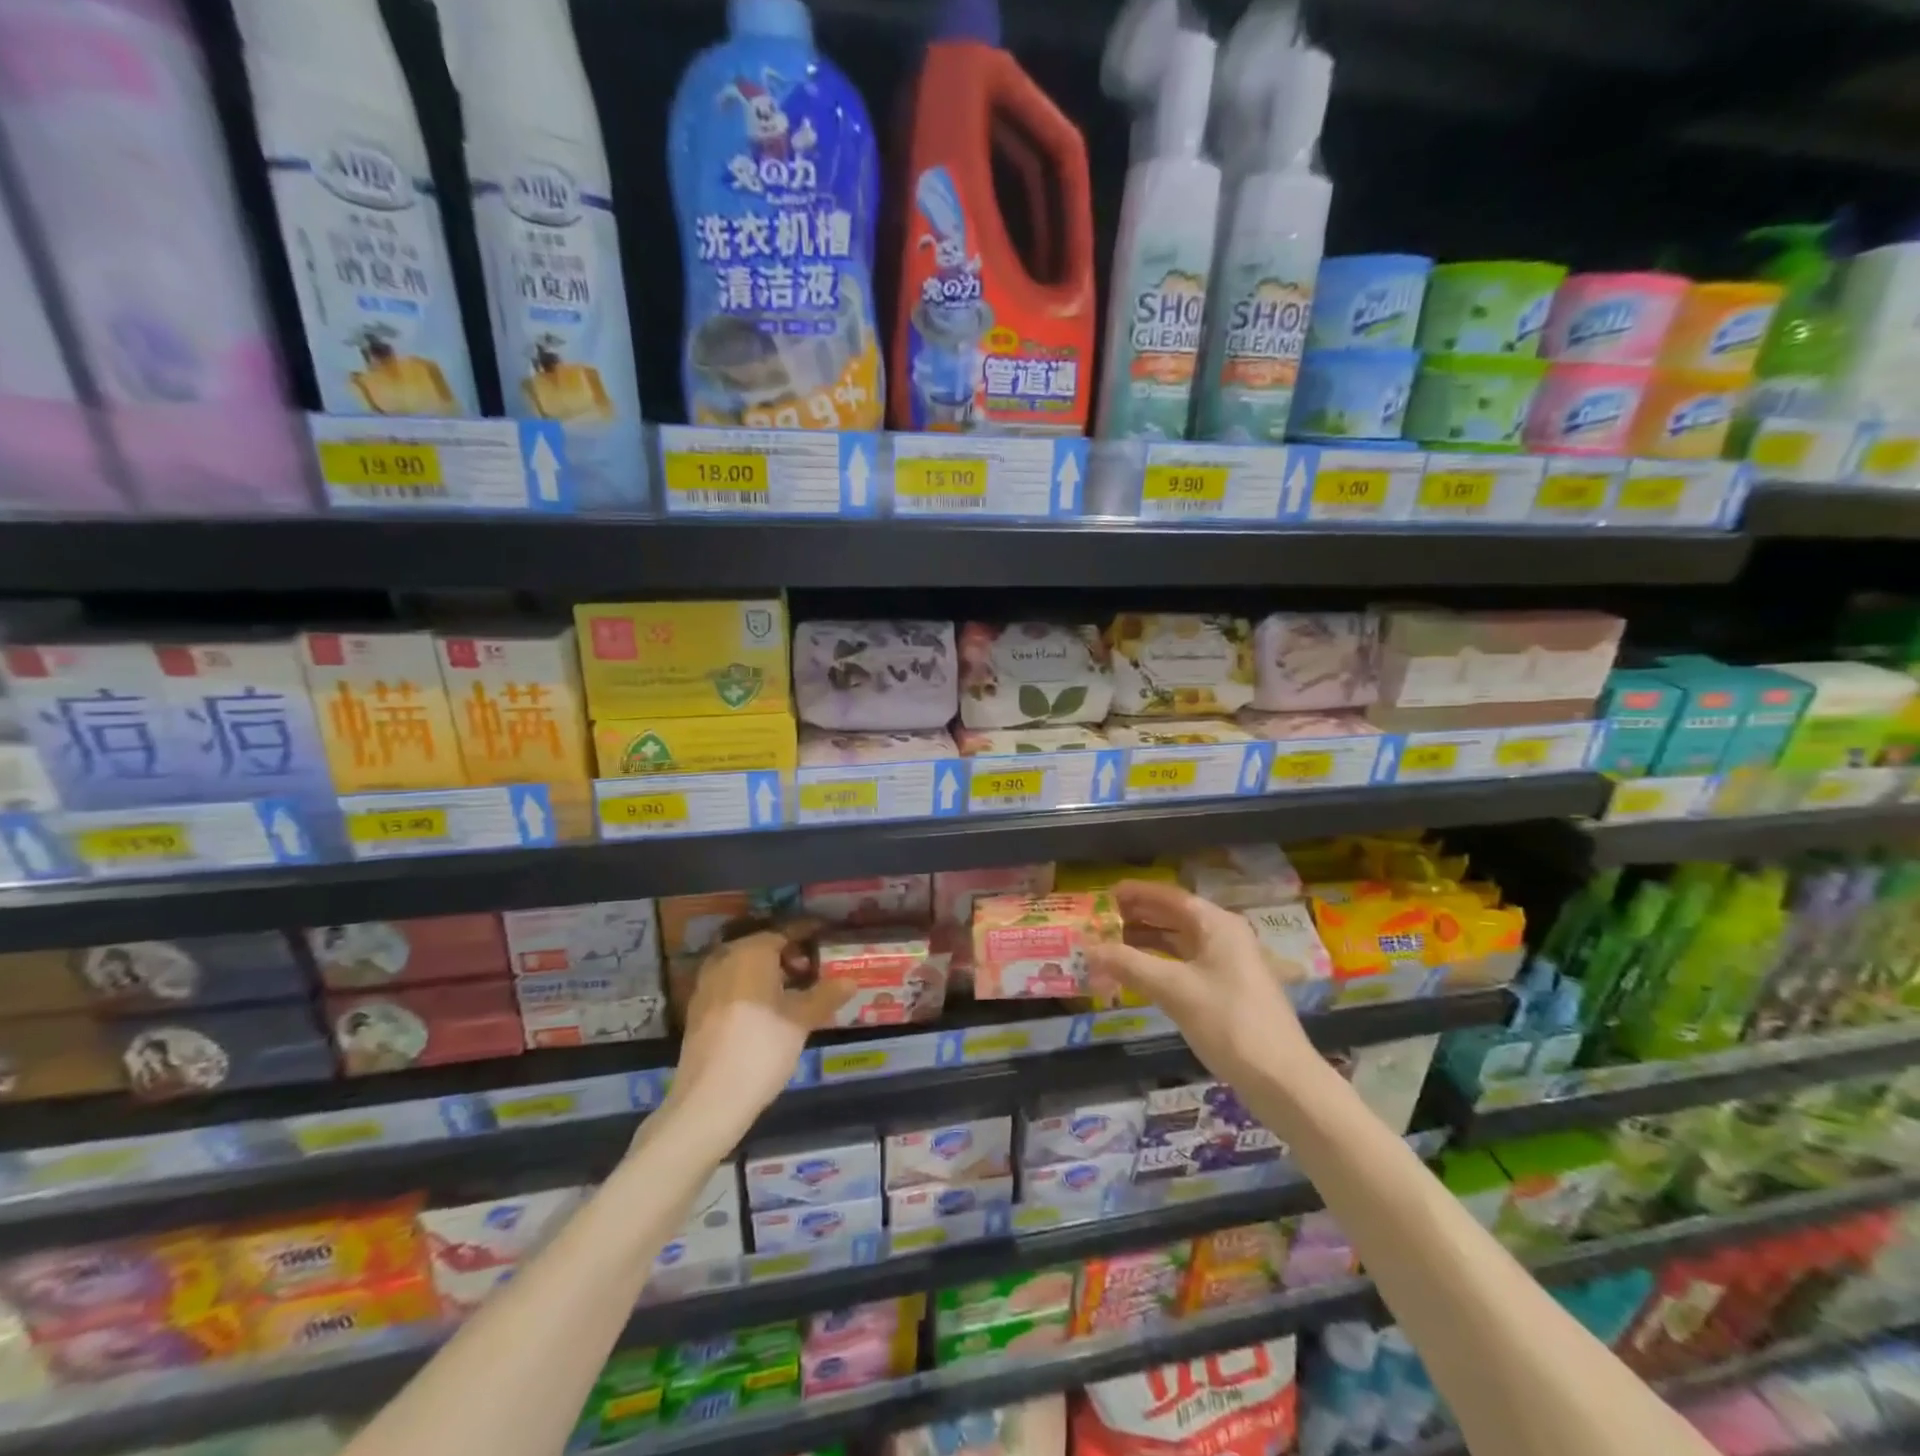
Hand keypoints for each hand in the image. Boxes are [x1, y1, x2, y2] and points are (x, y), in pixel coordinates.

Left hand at [663, 921, 850, 1141]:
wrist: (709, 1100)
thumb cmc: (761, 1048)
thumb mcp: (801, 1021)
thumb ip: (826, 995)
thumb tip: (851, 980)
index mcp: (751, 952)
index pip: (785, 932)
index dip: (807, 933)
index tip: (825, 935)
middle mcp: (725, 959)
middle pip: (762, 948)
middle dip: (788, 955)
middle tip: (814, 970)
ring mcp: (707, 985)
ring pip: (744, 967)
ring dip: (768, 973)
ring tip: (794, 992)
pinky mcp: (698, 1010)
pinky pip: (731, 986)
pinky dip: (751, 989)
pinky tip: (767, 1011)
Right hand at [1086, 880, 1314, 1084]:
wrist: (1282, 1080)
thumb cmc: (1229, 1023)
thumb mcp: (1174, 990)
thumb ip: (1129, 964)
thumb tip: (1088, 948)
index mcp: (1218, 925)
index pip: (1171, 897)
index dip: (1138, 893)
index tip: (1107, 893)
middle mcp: (1226, 937)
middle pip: (1176, 917)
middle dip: (1140, 916)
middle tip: (1103, 919)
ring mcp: (1230, 965)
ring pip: (1181, 943)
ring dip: (1148, 942)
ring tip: (1113, 945)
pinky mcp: (1228, 991)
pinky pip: (1187, 965)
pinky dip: (1161, 965)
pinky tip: (1140, 975)